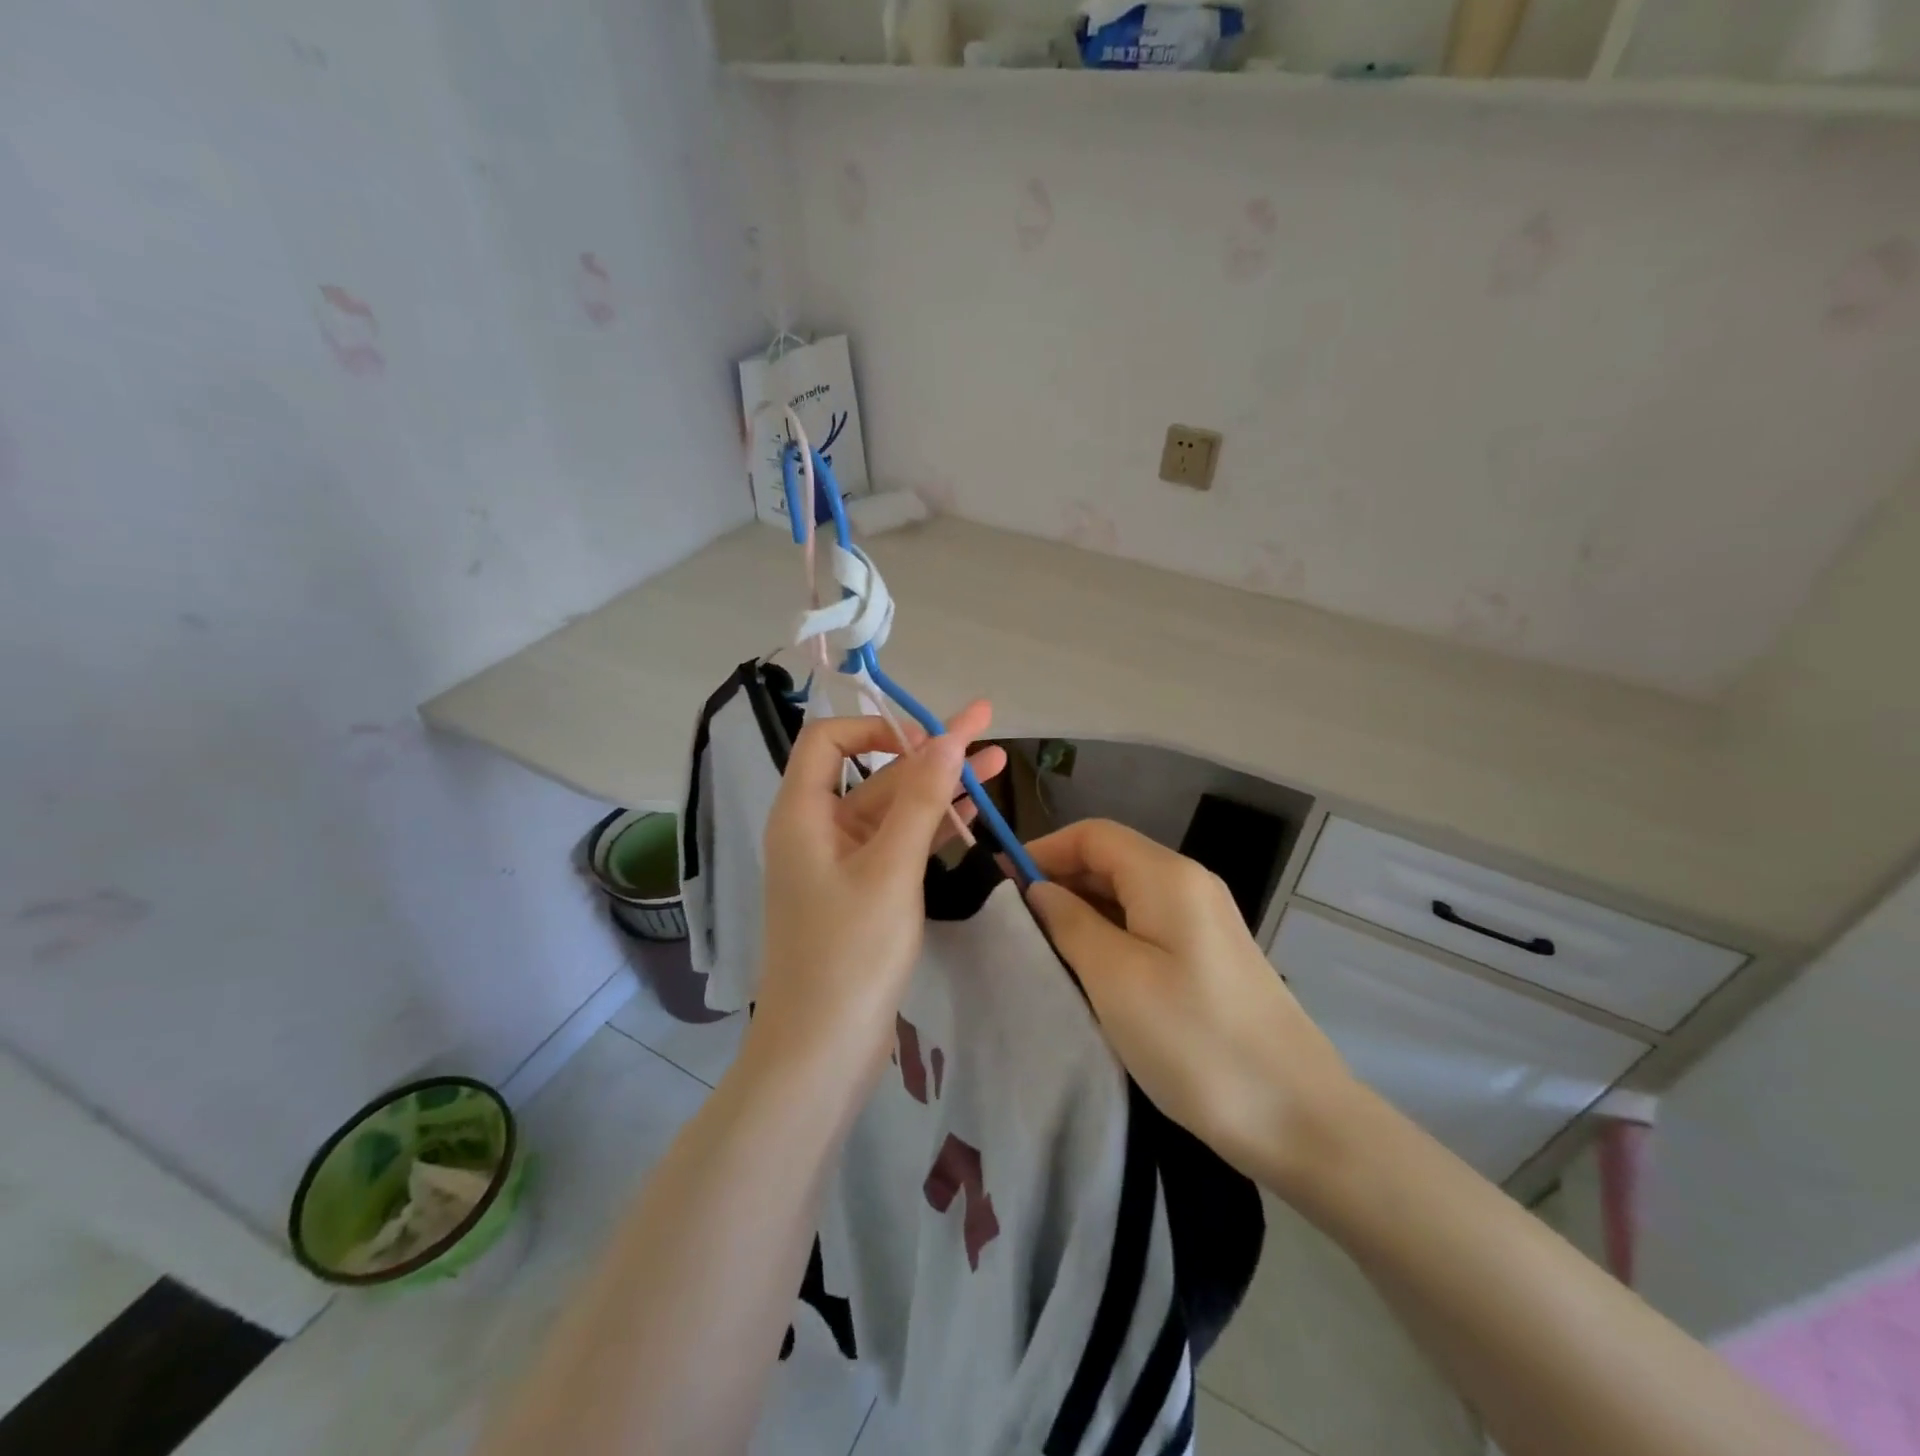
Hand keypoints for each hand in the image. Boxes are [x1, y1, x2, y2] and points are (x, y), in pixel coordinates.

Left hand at [751, 701, 1005, 1086]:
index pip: (829, 740)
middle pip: (872, 773)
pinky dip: (931, 828)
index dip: (877, 728)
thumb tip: (946, 737)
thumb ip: (920, 799)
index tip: (928, 740)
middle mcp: (816, 830)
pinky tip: (973, 814)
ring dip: (939, 788)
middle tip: (985, 725)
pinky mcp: (861, 894)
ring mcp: (840, 864)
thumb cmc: (849, 954)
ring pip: (892, 811)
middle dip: (929, 751)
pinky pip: (897, 846)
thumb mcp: (891, 869)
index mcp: (803, 814)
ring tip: (997, 763)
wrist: (821, 1052)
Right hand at [1024, 820, 1357, 1193]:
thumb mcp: (1116, 979)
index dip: (1044, 849)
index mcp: (1168, 877)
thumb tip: (1040, 890)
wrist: (1299, 1119)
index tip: (1000, 883)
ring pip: (1128, 896)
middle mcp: (1190, 885)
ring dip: (1082, 911)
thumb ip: (1070, 923)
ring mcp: (1205, 922)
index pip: (1093, 835)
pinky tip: (1089, 970)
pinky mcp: (1210, 958)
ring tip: (1042, 948)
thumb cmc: (1195, 1041)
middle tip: (1014, 923)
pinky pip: (1148, 927)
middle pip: (1112, 860)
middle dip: (1060, 880)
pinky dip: (1110, 935)